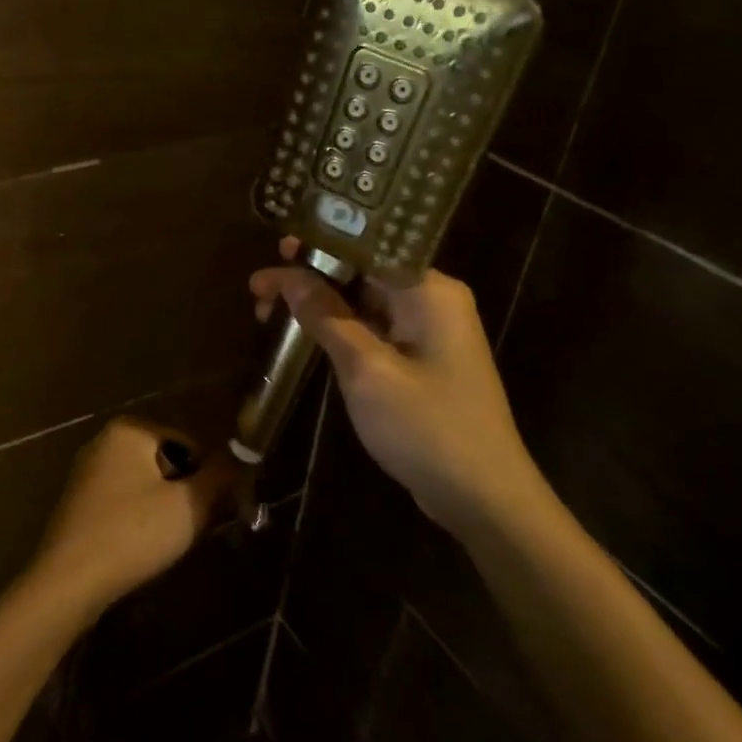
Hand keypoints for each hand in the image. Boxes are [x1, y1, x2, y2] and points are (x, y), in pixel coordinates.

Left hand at [26, 417, 234, 618]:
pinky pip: (123, 499)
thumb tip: (240, 455)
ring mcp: (87, 470)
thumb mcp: (188, 505)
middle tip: (195, 525)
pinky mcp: (78, 500)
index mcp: (130, 429)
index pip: (189, 442)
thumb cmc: (133, 533)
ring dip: (164, 506)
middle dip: (185, 490)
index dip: (210, 474)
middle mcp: (104, 440)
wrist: (68, 581)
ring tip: (170, 540)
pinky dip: (139, 516)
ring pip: (145, 482)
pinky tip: (143, 546)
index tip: (217, 508)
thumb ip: (219, 476)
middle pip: (166, 460)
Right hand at [250, 238, 547, 534]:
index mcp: (429, 291)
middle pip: (363, 272)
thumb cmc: (426, 427)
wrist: (482, 497)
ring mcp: (427, 331)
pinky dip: (338, 329)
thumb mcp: (366, 369)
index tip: (276, 247)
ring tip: (267, 310)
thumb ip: (326, 316)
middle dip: (311, 276)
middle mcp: (432, 300)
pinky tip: (304, 332)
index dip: (318, 245)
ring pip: (364, 302)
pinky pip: (373, 329)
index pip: (367, 247)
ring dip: (319, 305)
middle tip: (259, 290)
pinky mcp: (420, 359)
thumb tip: (288, 275)